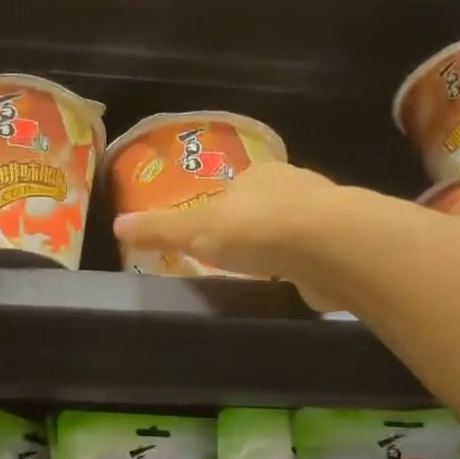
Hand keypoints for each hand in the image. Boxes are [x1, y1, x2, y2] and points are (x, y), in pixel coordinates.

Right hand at [113, 162, 344, 307]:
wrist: (329, 247)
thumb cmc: (255, 229)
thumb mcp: (195, 229)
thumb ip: (160, 229)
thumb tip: (117, 224)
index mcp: (258, 175)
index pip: (235, 188)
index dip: (221, 210)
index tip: (211, 235)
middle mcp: (294, 186)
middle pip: (265, 207)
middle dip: (252, 228)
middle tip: (234, 257)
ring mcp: (324, 216)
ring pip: (294, 230)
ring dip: (280, 248)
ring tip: (263, 275)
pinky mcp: (342, 246)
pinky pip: (315, 255)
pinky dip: (303, 268)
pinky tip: (293, 284)